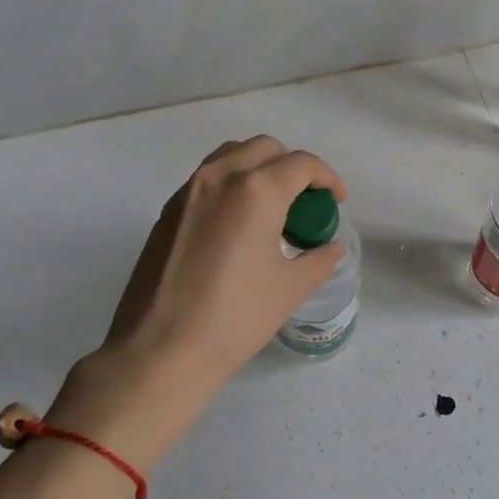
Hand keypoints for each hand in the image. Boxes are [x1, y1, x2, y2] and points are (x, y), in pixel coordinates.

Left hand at [101, 135, 348, 389]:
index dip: (328, 178)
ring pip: (232, 156)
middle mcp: (220, 177)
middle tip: (306, 204)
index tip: (337, 202)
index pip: (302, 164)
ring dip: (259, 168)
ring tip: (272, 208)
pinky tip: (239, 226)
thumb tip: (330, 247)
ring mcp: (188, 192)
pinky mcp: (168, 212)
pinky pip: (208, 179)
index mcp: (256, 191)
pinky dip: (232, 185)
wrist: (161, 350)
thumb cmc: (235, 318)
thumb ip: (318, 260)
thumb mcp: (290, 289)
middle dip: (293, 168)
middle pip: (265, 149)